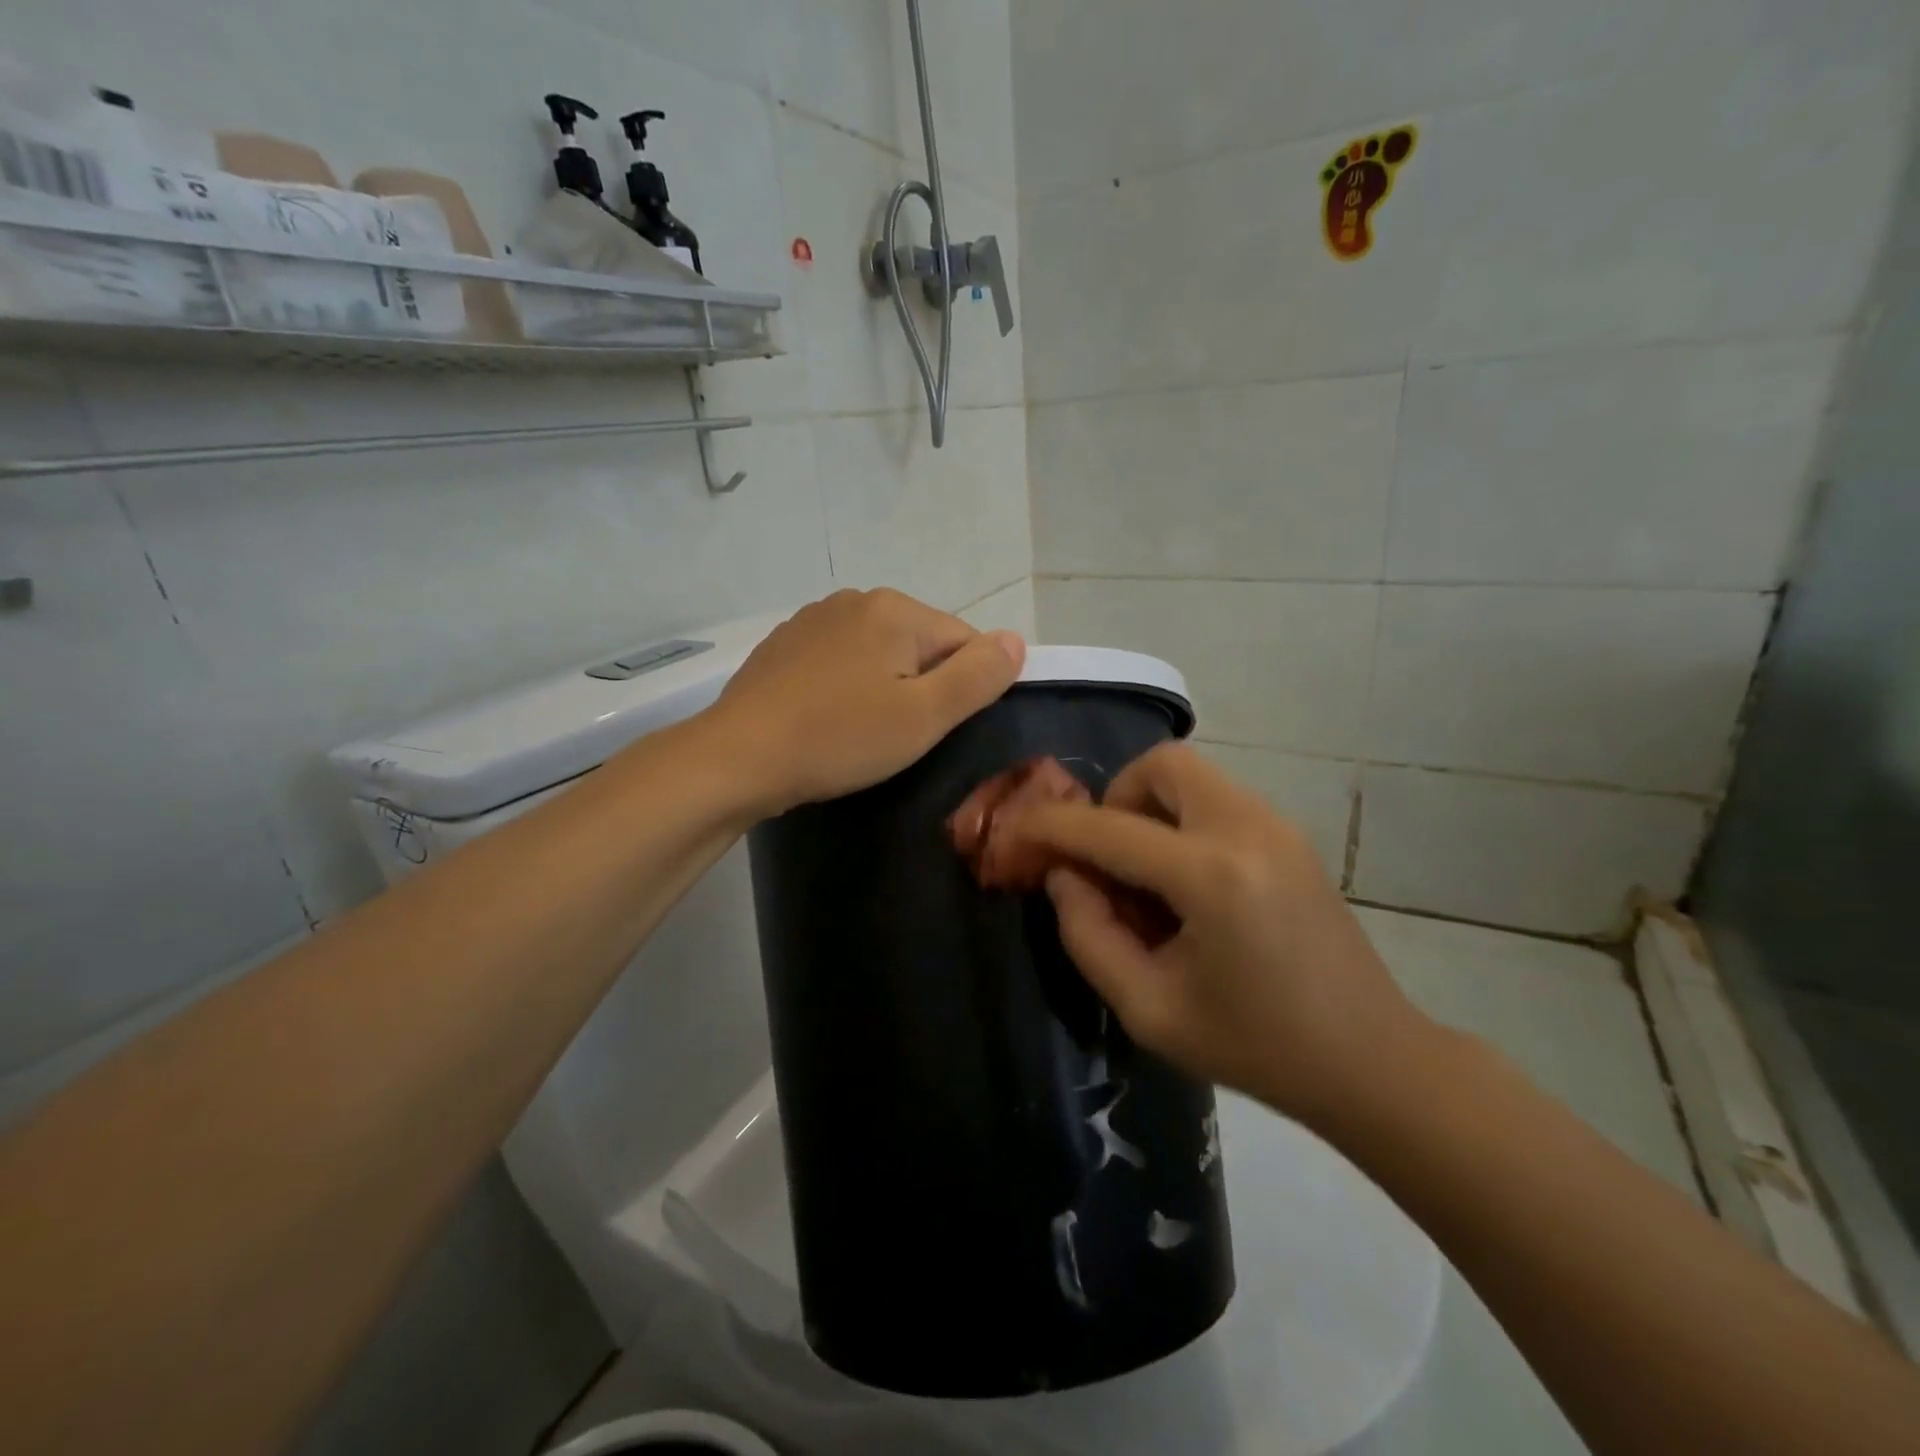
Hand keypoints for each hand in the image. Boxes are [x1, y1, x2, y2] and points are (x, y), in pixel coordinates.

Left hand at [703, 588, 1025, 817]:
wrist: (738, 757)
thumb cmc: (840, 738)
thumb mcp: (924, 716)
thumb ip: (978, 676)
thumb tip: (1016, 640)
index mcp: (895, 609)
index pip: (963, 641)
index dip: (962, 690)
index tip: (933, 729)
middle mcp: (854, 600)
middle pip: (919, 645)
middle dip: (920, 688)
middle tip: (897, 738)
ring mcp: (812, 620)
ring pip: (877, 654)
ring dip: (882, 688)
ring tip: (860, 734)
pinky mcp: (783, 646)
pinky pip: (838, 663)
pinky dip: (844, 688)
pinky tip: (827, 721)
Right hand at [983, 743, 1431, 1126]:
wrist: (1371, 1060)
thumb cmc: (1256, 1047)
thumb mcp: (1150, 1010)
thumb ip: (1088, 936)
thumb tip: (1063, 876)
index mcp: (1211, 875)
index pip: (1108, 829)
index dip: (1049, 827)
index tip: (1013, 831)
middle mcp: (1246, 829)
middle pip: (1161, 765)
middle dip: (1115, 799)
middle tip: (1105, 859)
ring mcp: (1277, 825)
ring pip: (1191, 775)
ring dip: (1149, 809)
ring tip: (1144, 878)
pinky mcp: (1290, 836)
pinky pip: (1216, 799)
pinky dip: (1181, 821)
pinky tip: (1184, 886)